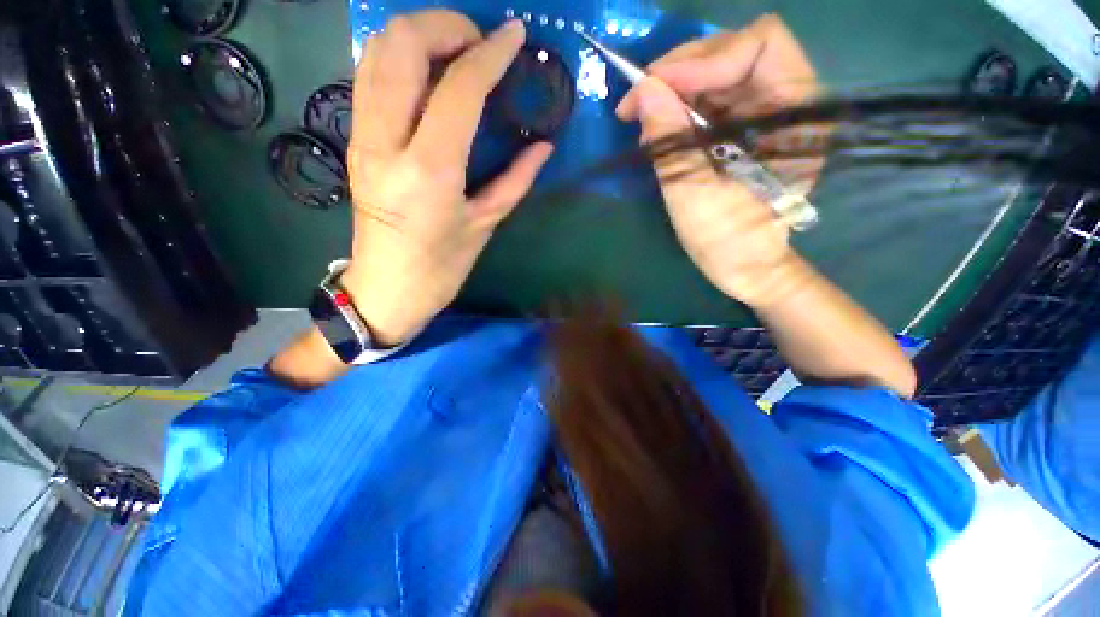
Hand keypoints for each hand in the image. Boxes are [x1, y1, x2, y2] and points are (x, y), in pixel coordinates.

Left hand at [341, 12, 552, 344]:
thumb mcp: (485, 224)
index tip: (514, 36)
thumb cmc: (442, 266)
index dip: (491, 53)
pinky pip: (369, 77)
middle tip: (480, 45)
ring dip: (419, 36)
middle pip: (403, 46)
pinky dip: (399, 59)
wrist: (387, 288)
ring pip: (378, 52)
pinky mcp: (355, 141)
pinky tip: (427, 75)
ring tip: (456, 53)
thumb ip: (516, 180)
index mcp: (430, 170)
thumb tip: (543, 146)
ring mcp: (363, 138)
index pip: (459, 88)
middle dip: (446, 27)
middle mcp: (387, 142)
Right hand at [615, 15, 821, 307]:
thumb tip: (642, 92)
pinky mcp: (752, 127)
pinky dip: (684, 104)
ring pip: (723, 72)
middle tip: (639, 97)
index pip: (760, 47)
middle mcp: (793, 103)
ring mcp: (771, 114)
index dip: (703, 60)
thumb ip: (670, 141)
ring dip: (678, 88)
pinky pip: (716, 97)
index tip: (654, 86)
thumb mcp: (693, 195)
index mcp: (798, 119)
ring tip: (645, 116)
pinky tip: (662, 125)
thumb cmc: (727, 241)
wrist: (746, 267)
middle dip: (683, 70)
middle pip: (738, 52)